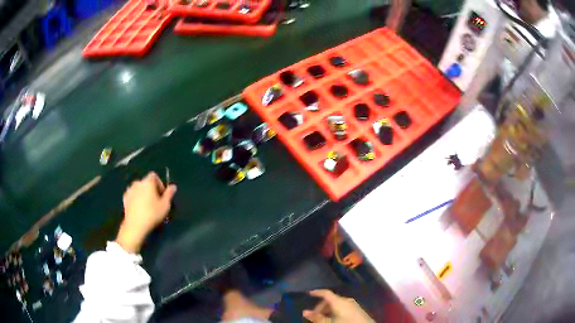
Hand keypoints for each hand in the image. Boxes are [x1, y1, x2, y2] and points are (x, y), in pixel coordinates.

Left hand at [116, 172, 176, 252]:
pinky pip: (132, 195)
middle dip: (151, 189)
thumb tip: (173, 186)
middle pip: (146, 182)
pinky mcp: (125, 198)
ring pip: (139, 189)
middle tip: (156, 202)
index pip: (154, 176)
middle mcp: (137, 183)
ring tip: (147, 206)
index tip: (162, 195)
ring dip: (143, 194)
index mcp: (148, 182)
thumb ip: (169, 194)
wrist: (135, 225)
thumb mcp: (165, 205)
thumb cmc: (152, 214)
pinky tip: (139, 209)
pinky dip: (136, 199)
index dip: (159, 184)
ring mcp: (129, 190)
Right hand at [303, 290, 373, 322]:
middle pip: (331, 300)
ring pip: (337, 305)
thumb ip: (317, 317)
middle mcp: (347, 301)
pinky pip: (343, 308)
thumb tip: (305, 311)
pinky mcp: (358, 311)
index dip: (317, 292)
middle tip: (314, 316)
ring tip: (323, 320)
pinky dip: (336, 312)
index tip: (309, 293)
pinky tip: (334, 320)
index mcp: (339, 301)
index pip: (326, 293)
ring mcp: (354, 306)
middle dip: (321, 307)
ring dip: (328, 311)